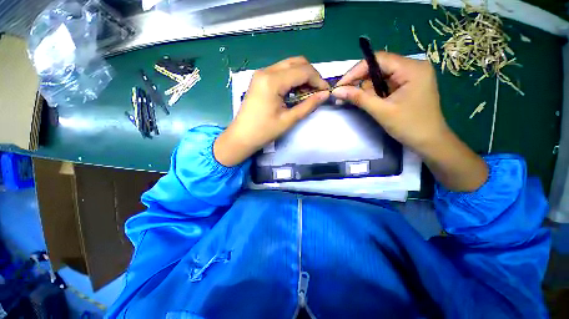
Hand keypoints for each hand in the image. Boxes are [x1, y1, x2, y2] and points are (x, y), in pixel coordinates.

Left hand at [214, 57, 329, 166]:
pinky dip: (292, 80)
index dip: (318, 80)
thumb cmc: (264, 131)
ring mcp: (261, 74)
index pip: (303, 71)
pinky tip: (294, 93)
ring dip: (301, 77)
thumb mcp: (288, 120)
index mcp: (272, 81)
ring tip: (306, 95)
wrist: (241, 137)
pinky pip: (280, 73)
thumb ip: (308, 105)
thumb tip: (325, 94)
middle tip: (316, 92)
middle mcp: (266, 71)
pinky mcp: (260, 80)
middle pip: (296, 63)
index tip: (326, 92)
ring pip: (289, 66)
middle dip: (310, 76)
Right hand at [332, 52, 446, 154]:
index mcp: (412, 68)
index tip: (340, 85)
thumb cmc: (409, 126)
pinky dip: (373, 92)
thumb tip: (336, 91)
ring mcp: (411, 76)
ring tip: (352, 100)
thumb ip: (359, 98)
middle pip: (378, 67)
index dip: (356, 71)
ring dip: (365, 89)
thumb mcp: (381, 111)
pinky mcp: (407, 86)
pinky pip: (385, 84)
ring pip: (380, 77)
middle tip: (343, 94)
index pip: (378, 60)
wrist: (429, 142)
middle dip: (359, 81)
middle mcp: (413, 67)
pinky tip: (366, 101)